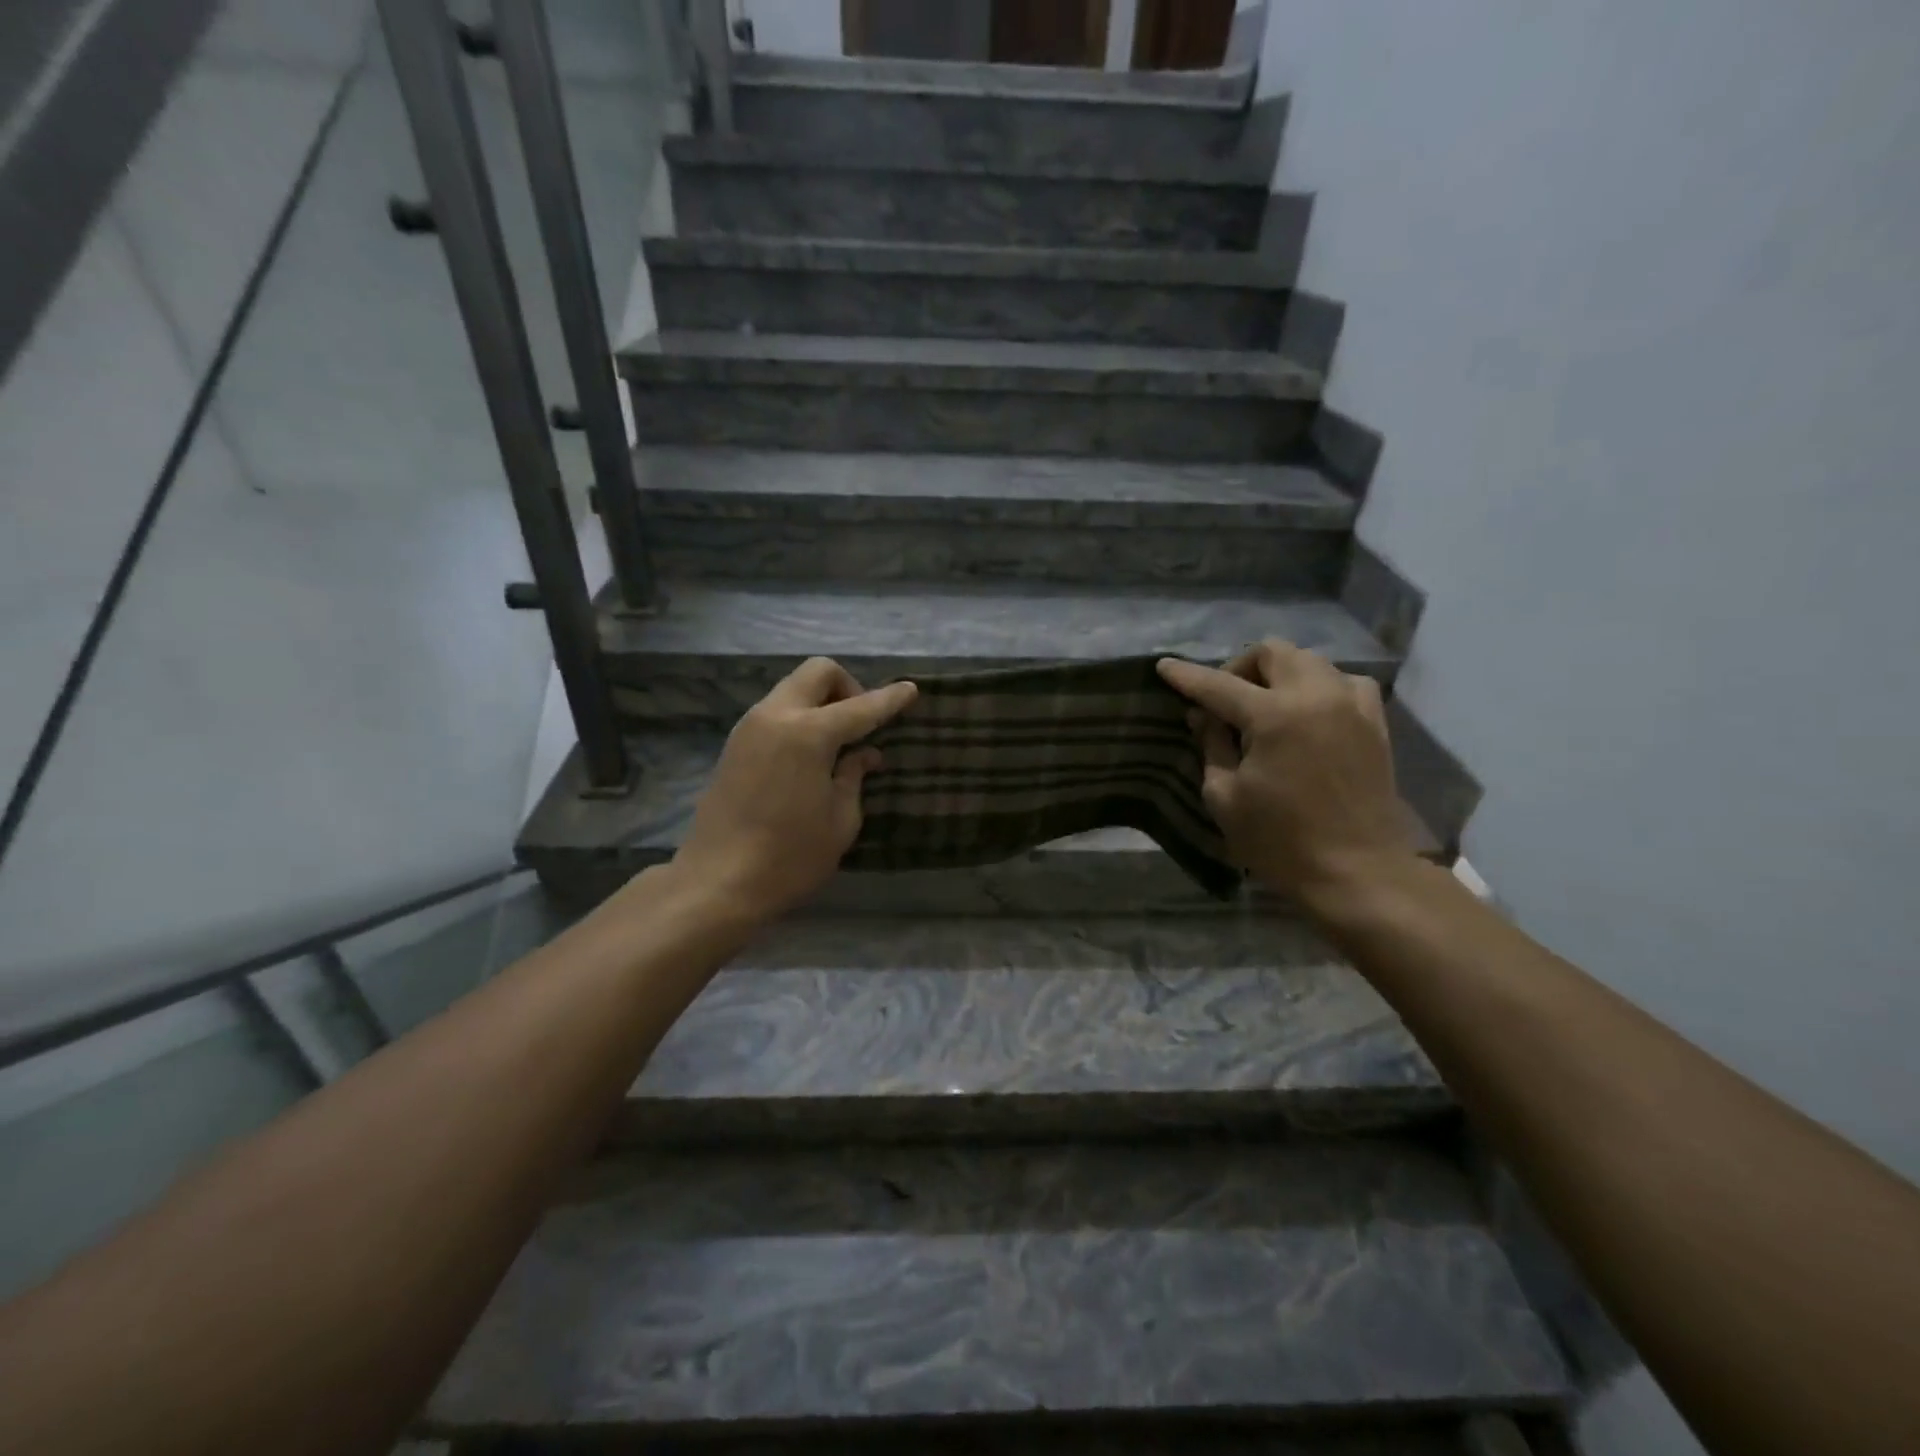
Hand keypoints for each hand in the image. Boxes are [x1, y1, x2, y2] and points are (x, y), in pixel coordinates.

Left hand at [672, 657, 916, 921]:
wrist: (716, 883)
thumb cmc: (789, 858)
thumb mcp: (840, 822)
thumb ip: (854, 777)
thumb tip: (866, 754)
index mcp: (808, 734)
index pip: (860, 707)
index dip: (889, 699)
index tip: (910, 690)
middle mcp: (776, 716)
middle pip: (817, 672)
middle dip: (847, 687)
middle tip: (861, 725)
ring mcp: (749, 727)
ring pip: (793, 688)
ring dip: (820, 702)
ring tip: (837, 744)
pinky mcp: (734, 744)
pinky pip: (776, 711)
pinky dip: (799, 717)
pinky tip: (809, 756)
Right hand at [1157, 640, 1411, 904]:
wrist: (1358, 872)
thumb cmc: (1280, 841)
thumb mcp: (1225, 797)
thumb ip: (1211, 746)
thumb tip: (1203, 716)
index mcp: (1274, 716)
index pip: (1218, 685)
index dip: (1186, 676)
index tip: (1164, 666)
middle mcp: (1317, 696)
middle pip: (1272, 652)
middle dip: (1240, 667)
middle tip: (1224, 700)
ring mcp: (1352, 705)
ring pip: (1310, 660)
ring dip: (1280, 673)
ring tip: (1265, 706)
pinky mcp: (1375, 722)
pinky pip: (1344, 682)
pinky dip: (1319, 687)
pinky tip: (1308, 713)